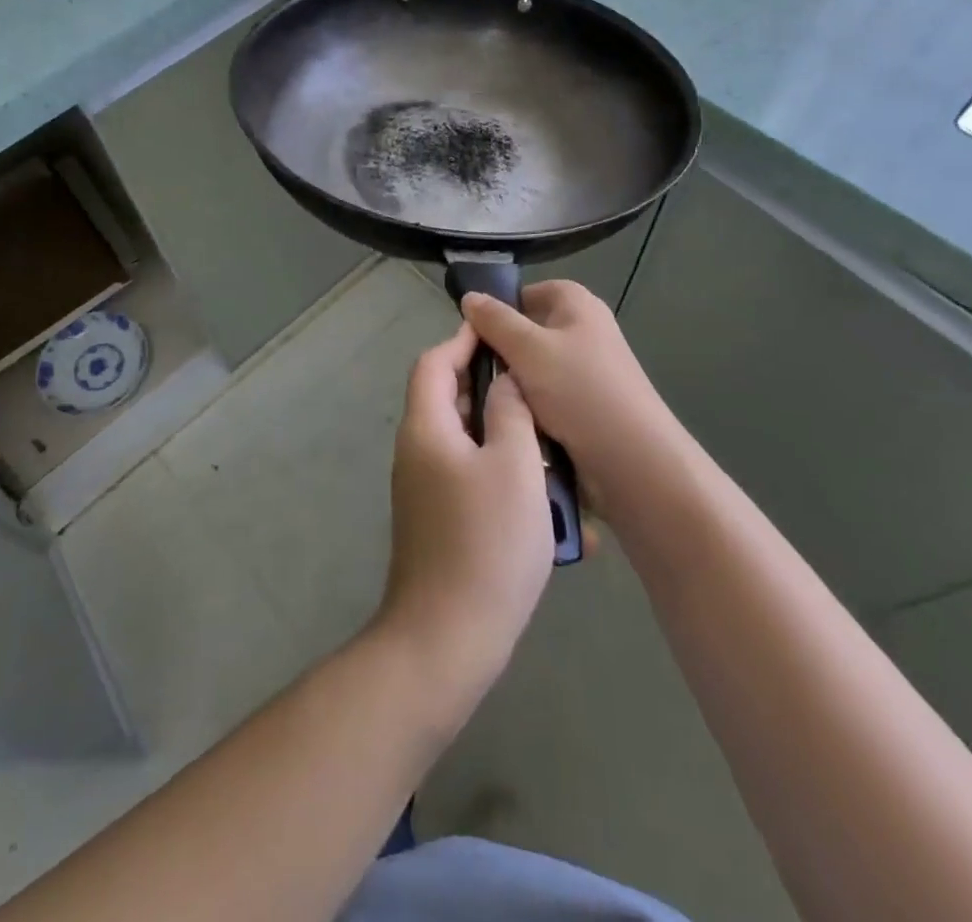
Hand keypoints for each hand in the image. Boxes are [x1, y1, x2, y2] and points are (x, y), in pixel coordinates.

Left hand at [374, 321, 554, 714]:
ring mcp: (426, 490)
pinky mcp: (440, 521)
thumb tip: (505, 381)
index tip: (500, 333)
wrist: (447, 639)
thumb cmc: (486, 543)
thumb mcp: (514, 466)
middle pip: (450, 401)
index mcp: (426, 428)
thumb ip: (511, 413)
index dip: (464, 342)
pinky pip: (472, 479)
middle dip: (493, 391)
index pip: (434, 363)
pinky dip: (504, 477)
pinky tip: (545, 502)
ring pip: (468, 443)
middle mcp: (418, 452)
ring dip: (507, 439)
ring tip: (553, 446)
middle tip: (538, 391)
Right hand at [460, 281, 683, 507]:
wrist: (633, 460)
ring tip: (486, 401)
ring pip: (533, 369)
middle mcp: (585, 330)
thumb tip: (469, 296)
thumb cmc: (580, 390)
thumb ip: (495, 321)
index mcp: (577, 304)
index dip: (499, 310)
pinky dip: (530, 407)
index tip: (473, 335)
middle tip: (472, 371)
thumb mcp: (527, 348)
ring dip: (513, 384)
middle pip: (528, 332)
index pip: (528, 292)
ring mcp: (587, 370)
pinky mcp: (587, 405)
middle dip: (502, 351)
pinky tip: (510, 421)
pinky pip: (546, 398)